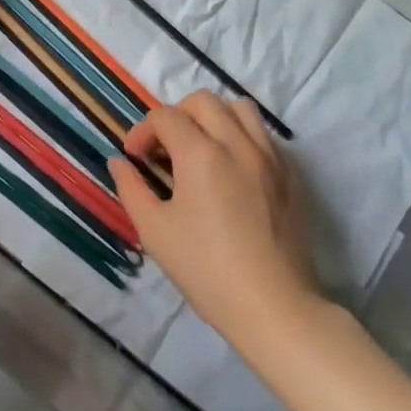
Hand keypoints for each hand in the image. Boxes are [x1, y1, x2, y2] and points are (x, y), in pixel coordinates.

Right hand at [109, 91, 319, 340]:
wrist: (274, 309)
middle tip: (166, 149)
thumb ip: (131, 188)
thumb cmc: (207, 270)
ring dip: (214, 118)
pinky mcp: (291, 177)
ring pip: (240, 109)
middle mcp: (237, 144)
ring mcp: (270, 158)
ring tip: (202, 149)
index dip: (142, 131)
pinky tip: (232, 171)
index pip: (165, 117)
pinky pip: (264, 136)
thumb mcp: (154, 231)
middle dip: (177, 116)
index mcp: (201, 154)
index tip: (134, 158)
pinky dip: (241, 138)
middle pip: (203, 101)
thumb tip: (119, 162)